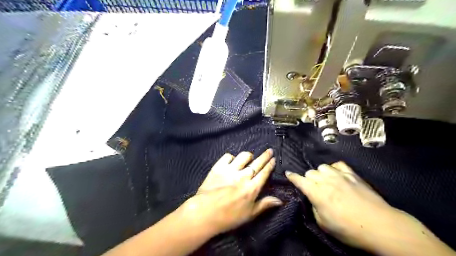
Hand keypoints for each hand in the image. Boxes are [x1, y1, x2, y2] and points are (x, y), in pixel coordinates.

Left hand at [177, 149, 281, 236]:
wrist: (205, 212)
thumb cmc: (229, 217)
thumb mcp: (249, 214)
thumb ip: (264, 204)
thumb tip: (280, 200)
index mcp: (252, 188)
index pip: (264, 173)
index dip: (270, 165)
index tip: (273, 158)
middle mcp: (243, 176)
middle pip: (257, 163)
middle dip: (265, 156)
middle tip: (269, 150)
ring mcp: (230, 170)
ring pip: (243, 156)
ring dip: (248, 156)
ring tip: (249, 157)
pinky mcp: (218, 167)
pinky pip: (227, 156)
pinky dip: (231, 157)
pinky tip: (232, 160)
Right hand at [286, 162, 399, 247]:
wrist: (380, 226)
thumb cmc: (349, 229)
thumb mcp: (324, 224)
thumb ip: (314, 207)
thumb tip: (313, 199)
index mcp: (316, 192)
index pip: (299, 180)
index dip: (292, 176)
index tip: (288, 174)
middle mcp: (325, 180)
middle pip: (310, 172)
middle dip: (307, 178)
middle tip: (312, 187)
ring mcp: (340, 175)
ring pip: (322, 167)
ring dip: (320, 173)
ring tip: (324, 181)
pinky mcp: (352, 174)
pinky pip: (338, 164)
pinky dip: (334, 168)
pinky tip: (337, 175)